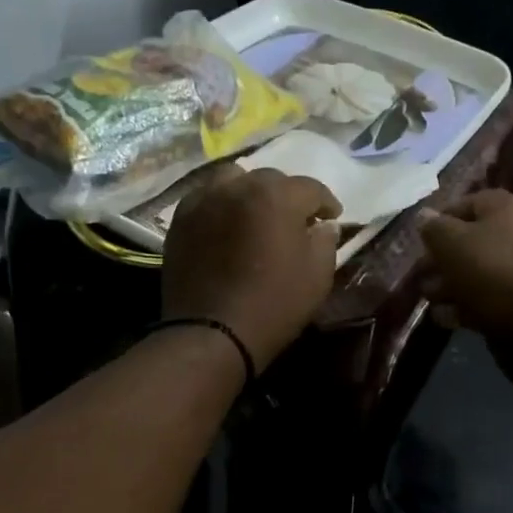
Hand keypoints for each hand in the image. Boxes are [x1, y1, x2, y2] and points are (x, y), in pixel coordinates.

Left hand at [163, 167, 341, 367]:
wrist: (212, 333)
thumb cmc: (274, 304)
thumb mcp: (317, 276)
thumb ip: (326, 241)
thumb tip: (324, 225)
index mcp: (276, 196)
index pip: (311, 188)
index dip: (326, 202)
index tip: (332, 218)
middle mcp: (238, 186)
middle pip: (270, 180)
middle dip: (287, 196)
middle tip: (294, 221)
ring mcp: (204, 200)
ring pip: (234, 180)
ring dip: (250, 192)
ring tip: (256, 215)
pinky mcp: (180, 219)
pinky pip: (206, 198)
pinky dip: (221, 204)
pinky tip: (227, 225)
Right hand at [419, 190, 512, 341]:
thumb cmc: (489, 269)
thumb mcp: (450, 242)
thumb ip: (433, 227)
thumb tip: (424, 216)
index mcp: (507, 209)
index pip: (466, 203)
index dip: (438, 220)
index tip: (419, 241)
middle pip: (471, 240)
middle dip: (440, 260)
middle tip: (419, 275)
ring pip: (479, 270)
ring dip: (450, 284)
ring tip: (429, 299)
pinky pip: (491, 295)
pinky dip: (467, 304)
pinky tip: (446, 317)